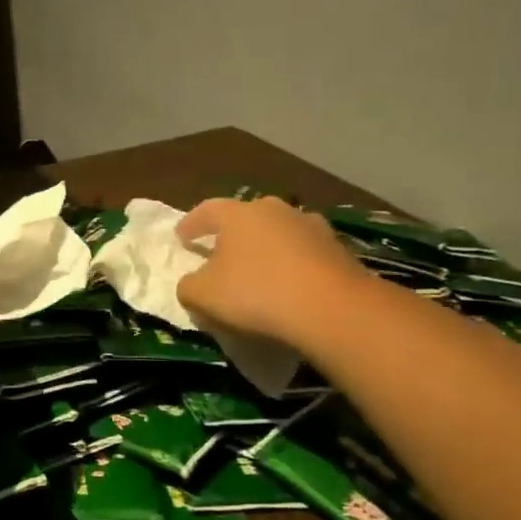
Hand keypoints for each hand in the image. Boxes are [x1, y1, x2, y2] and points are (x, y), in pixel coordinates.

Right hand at [175, 197, 373, 350]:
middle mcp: (275, 210)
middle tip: (220, 253)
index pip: (206, 210)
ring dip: (265, 248)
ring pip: (278, 234)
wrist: (334, 309)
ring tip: (258, 271)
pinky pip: (304, 255)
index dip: (191, 224)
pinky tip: (288, 286)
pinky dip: (292, 266)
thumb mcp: (203, 295)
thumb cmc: (257, 293)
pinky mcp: (339, 250)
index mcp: (238, 213)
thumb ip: (188, 286)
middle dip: (231, 234)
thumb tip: (191, 283)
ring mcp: (312, 227)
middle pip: (246, 218)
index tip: (181, 238)